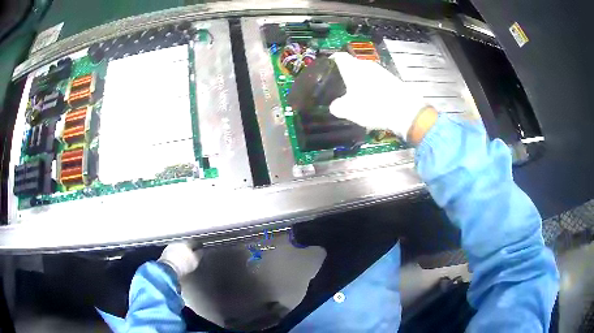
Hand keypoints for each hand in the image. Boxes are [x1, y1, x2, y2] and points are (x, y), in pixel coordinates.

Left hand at [158, 242, 200, 277]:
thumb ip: (199, 254)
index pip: (195, 241)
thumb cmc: (184, 264)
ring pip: (179, 247)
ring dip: (182, 251)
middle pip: (186, 243)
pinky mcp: (165, 252)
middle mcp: (178, 242)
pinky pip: (173, 251)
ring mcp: (170, 246)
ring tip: (185, 257)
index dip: (199, 245)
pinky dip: (176, 254)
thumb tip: (201, 251)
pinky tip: (178, 259)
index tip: (201, 249)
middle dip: (189, 248)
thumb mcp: (195, 261)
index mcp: (187, 242)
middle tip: (193, 253)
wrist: (168, 268)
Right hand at [329, 52, 427, 139]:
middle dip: (346, 74)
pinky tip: (372, 100)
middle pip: (353, 65)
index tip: (327, 68)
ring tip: (356, 95)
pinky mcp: (392, 80)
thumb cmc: (372, 106)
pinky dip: (372, 87)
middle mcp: (366, 65)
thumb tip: (335, 106)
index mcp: (353, 67)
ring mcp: (381, 71)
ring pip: (365, 73)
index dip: (331, 60)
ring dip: (360, 81)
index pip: (338, 56)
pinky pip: (376, 80)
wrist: (405, 111)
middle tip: (340, 86)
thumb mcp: (348, 110)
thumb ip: (337, 106)